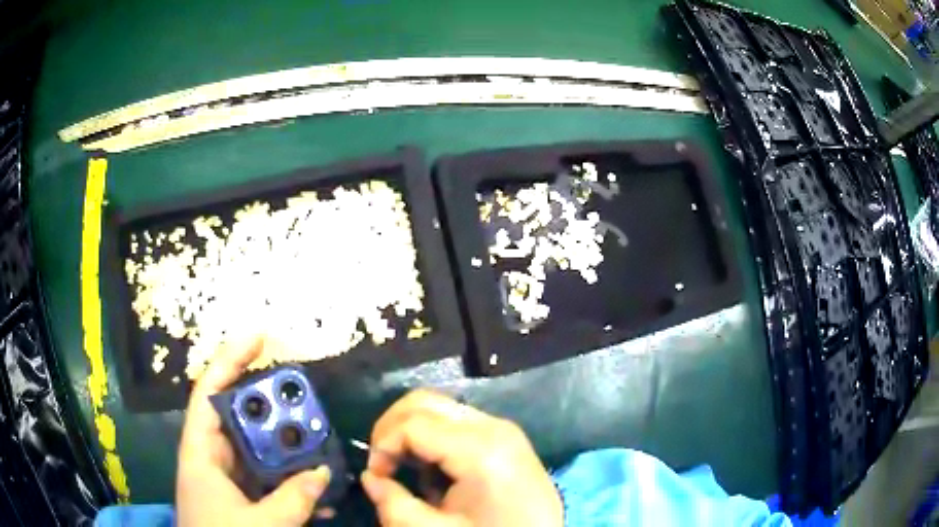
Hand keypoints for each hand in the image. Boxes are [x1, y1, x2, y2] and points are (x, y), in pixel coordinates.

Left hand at [176, 337, 331, 525]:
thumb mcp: (258, 524)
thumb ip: (292, 500)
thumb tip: (323, 472)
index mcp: (201, 453)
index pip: (209, 393)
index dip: (230, 360)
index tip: (259, 338)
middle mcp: (213, 457)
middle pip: (238, 416)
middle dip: (269, 404)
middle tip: (302, 394)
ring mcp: (230, 479)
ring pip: (258, 448)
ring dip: (287, 445)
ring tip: (318, 436)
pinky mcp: (244, 497)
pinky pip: (269, 477)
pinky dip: (291, 477)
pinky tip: (317, 485)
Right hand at [361, 390, 562, 526]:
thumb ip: (393, 504)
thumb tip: (371, 477)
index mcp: (480, 449)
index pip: (412, 423)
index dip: (382, 445)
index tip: (377, 476)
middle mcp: (494, 426)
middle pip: (425, 402)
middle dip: (392, 428)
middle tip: (383, 464)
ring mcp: (504, 429)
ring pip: (440, 408)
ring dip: (412, 433)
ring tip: (409, 470)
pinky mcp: (507, 437)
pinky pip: (458, 423)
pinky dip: (434, 438)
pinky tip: (435, 472)